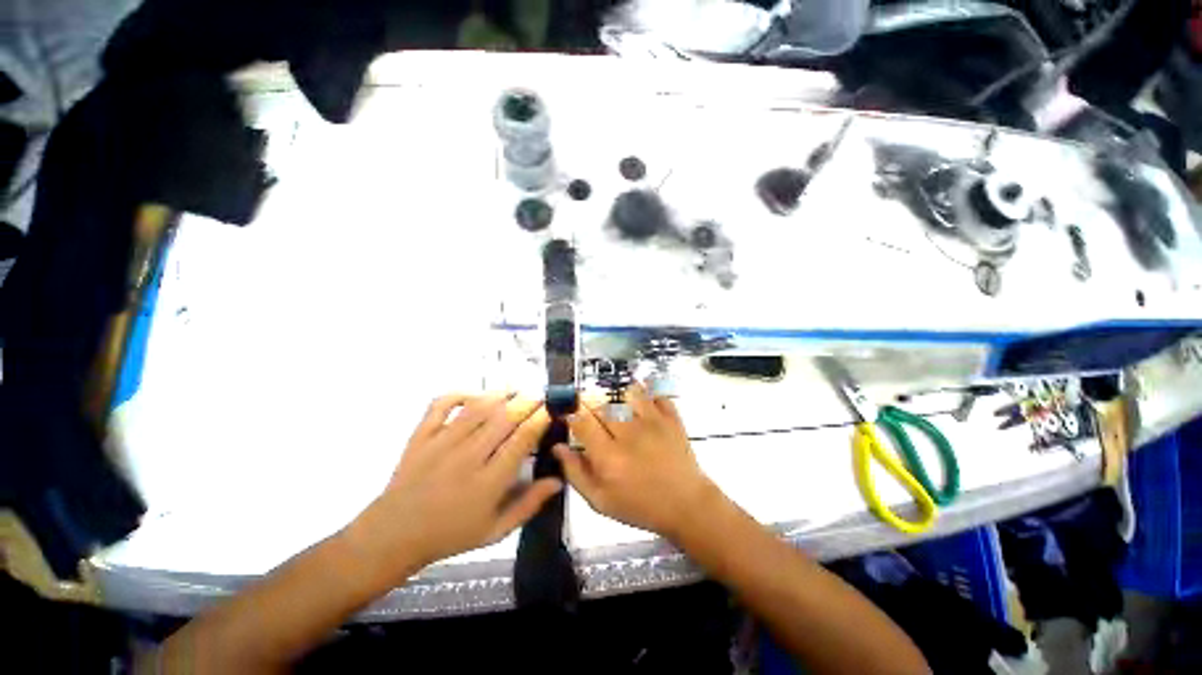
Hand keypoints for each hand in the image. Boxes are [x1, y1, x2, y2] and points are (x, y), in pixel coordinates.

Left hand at [347, 393, 561, 580]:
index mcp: (488, 482)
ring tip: (516, 390)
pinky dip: (460, 393)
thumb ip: (529, 504)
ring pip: (477, 407)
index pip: (521, 440)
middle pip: (503, 418)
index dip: (540, 420)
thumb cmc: (450, 535)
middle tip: (539, 397)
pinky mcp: (421, 435)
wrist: (393, 536)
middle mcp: (467, 457)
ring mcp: (441, 443)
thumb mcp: (495, 531)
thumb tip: (558, 480)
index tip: (550, 410)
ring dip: (501, 394)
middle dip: (527, 402)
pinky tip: (475, 395)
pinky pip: (441, 404)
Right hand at [553, 385, 718, 539]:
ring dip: (617, 396)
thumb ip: (576, 473)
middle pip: (602, 403)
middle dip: (591, 403)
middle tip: (593, 413)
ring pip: (627, 393)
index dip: (572, 415)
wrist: (686, 505)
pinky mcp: (670, 417)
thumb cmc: (640, 506)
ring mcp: (652, 422)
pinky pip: (654, 394)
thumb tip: (558, 447)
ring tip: (616, 406)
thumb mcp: (600, 501)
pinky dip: (646, 394)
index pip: (582, 422)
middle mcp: (629, 433)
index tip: (570, 416)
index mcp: (609, 456)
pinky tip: (641, 404)